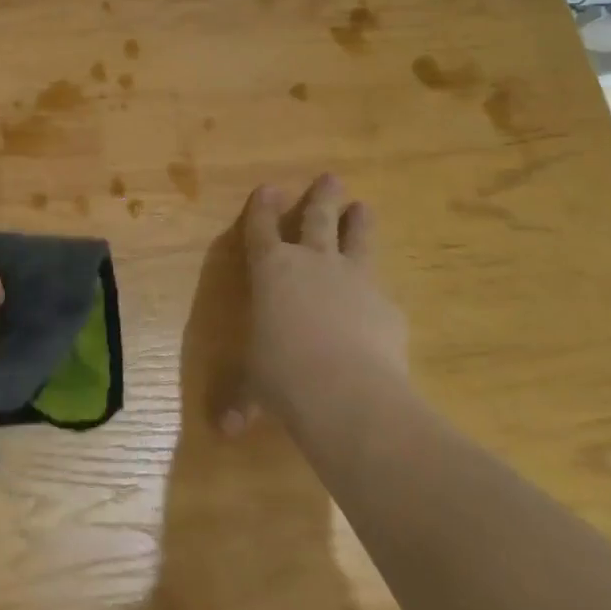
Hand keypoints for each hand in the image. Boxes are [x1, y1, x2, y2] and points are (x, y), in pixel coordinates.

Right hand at [223, 174, 409, 436]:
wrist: (347, 392)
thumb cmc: (282, 376)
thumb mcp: (255, 387)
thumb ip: (241, 400)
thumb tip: (223, 431)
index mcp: (271, 270)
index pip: (262, 228)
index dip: (264, 207)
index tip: (269, 188)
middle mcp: (313, 263)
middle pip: (318, 218)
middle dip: (322, 197)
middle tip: (332, 178)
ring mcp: (354, 279)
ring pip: (358, 239)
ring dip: (360, 222)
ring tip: (365, 207)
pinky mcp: (387, 306)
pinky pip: (381, 291)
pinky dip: (377, 292)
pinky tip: (382, 302)